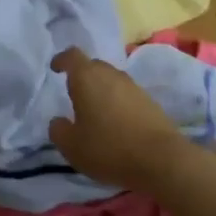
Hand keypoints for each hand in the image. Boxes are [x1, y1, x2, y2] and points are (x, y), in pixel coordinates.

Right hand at [47, 47, 193, 192]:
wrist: (161, 159)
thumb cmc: (108, 148)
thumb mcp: (71, 146)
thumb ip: (58, 130)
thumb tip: (58, 121)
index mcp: (87, 78)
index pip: (72, 56)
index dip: (62, 60)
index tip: (55, 68)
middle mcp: (112, 75)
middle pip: (93, 66)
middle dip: (82, 76)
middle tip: (73, 94)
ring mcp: (134, 87)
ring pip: (112, 80)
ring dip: (101, 90)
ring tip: (94, 112)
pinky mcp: (150, 102)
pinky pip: (126, 95)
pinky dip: (117, 103)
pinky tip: (115, 123)